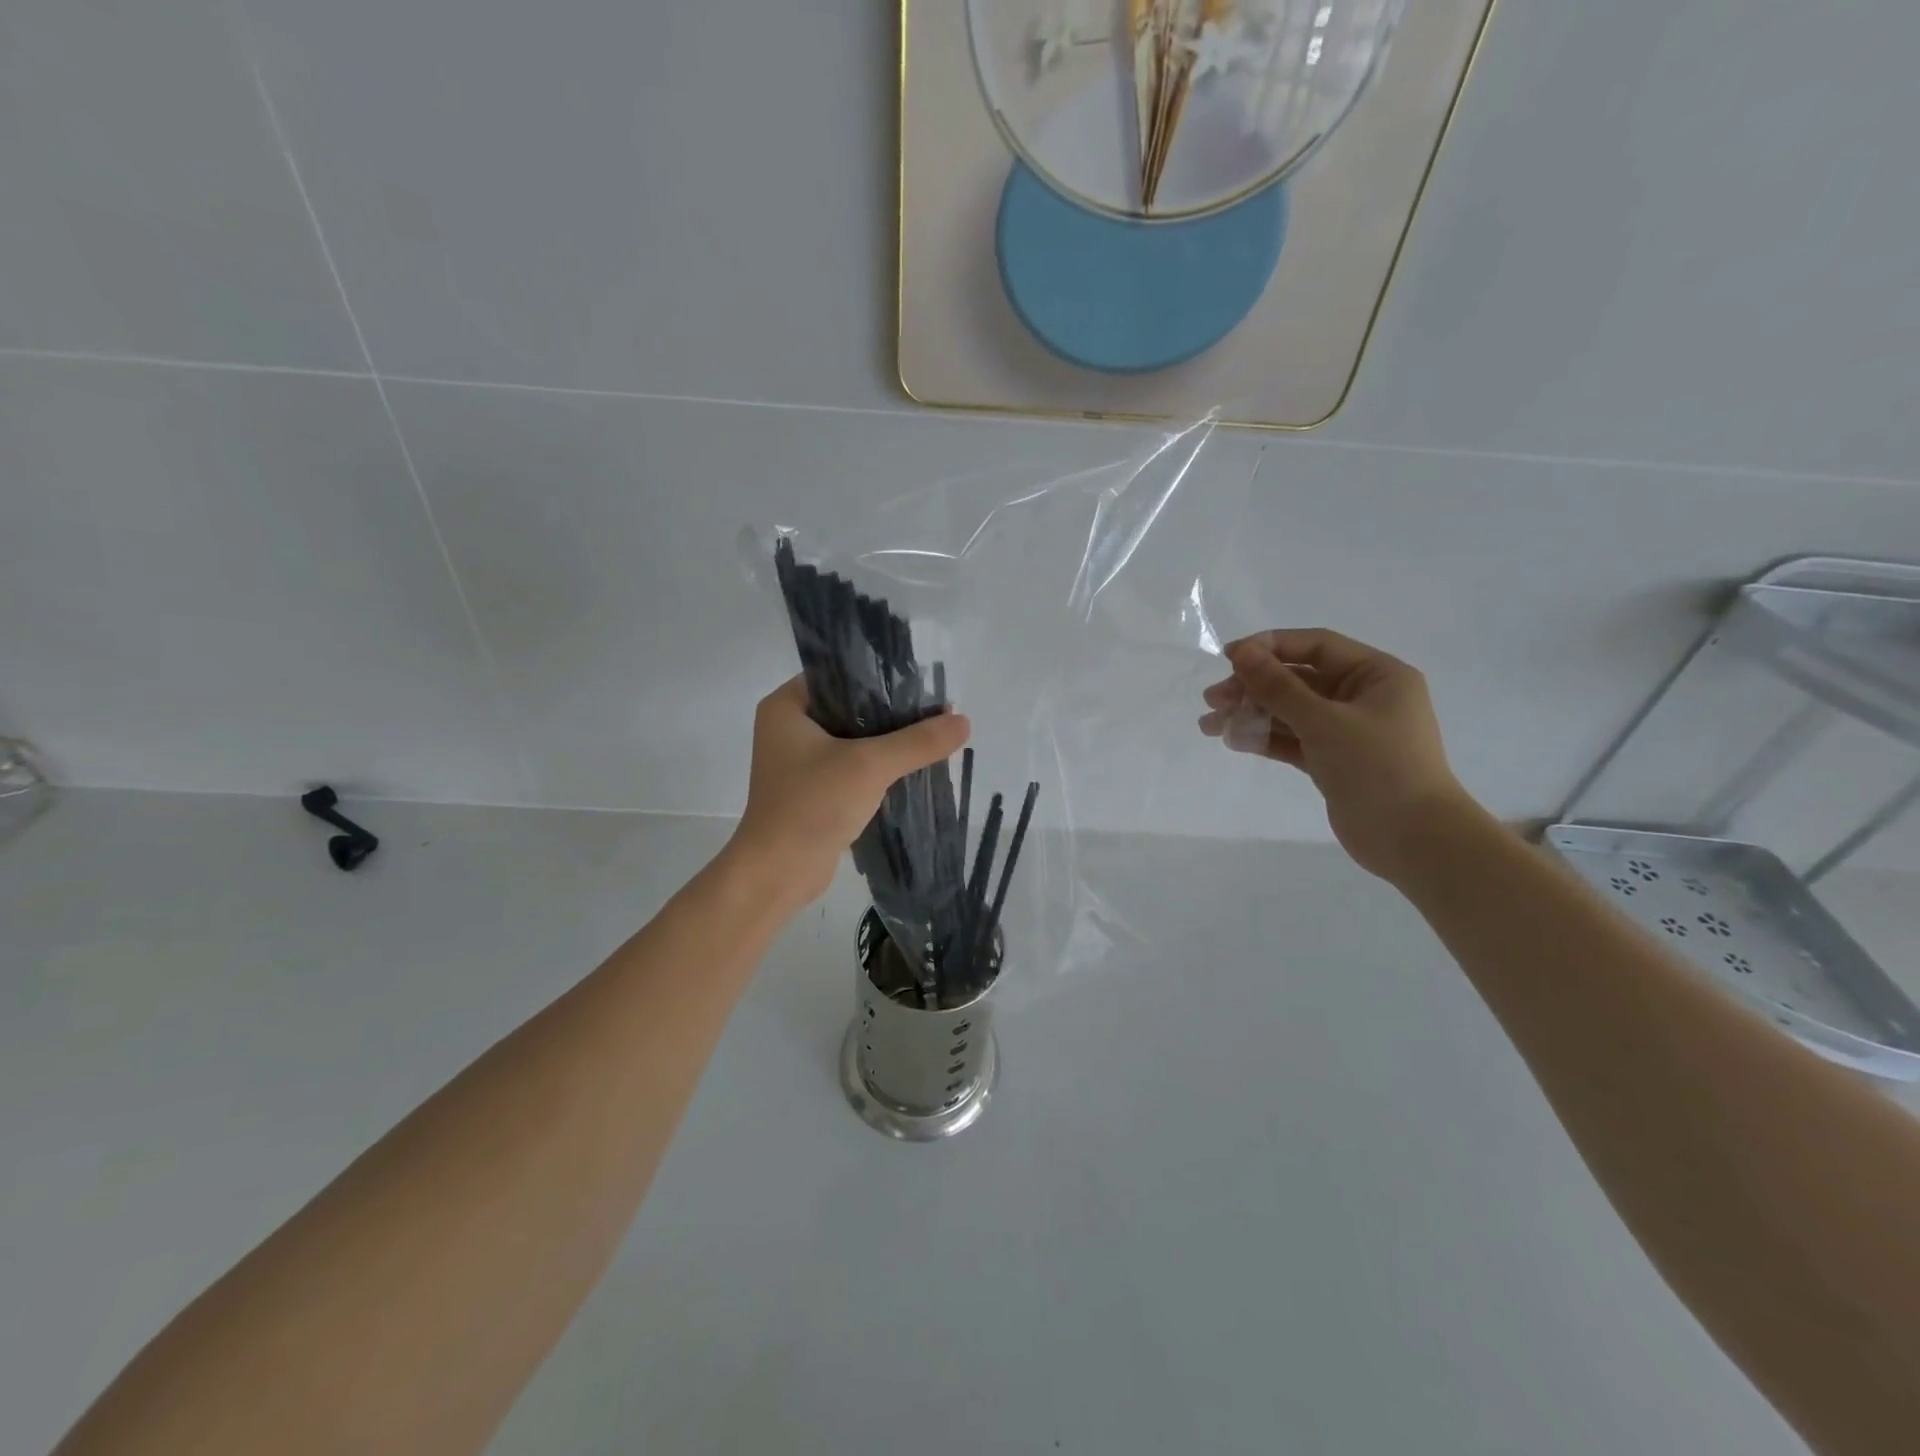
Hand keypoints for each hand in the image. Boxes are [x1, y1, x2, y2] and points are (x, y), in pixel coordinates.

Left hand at [730, 677, 971, 909]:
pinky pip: (852, 766)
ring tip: (932, 735)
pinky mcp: (814, 789)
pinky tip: (914, 766)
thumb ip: (917, 742)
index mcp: (787, 707)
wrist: (779, 873)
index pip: (838, 674)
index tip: (921, 683)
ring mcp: (800, 761)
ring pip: (854, 738)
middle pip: (850, 706)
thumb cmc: (813, 805)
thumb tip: (964, 721)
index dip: (880, 675)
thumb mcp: (870, 765)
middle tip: (935, 710)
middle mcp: (790, 728)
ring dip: (889, 741)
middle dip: (892, 711)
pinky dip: (879, 766)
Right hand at [1198, 629, 1476, 882]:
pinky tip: (1232, 740)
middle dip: (1253, 687)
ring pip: (1290, 712)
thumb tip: (1241, 653)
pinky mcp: (1333, 760)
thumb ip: (1279, 687)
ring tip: (1210, 725)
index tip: (1228, 657)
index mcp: (1377, 675)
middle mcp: (1363, 697)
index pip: (1316, 646)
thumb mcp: (1323, 722)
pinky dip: (1264, 738)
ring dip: (1251, 714)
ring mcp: (1348, 731)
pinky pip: (1293, 739)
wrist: (1413, 840)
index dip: (1270, 647)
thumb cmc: (1378, 768)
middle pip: (1298, 680)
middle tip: (1212, 700)